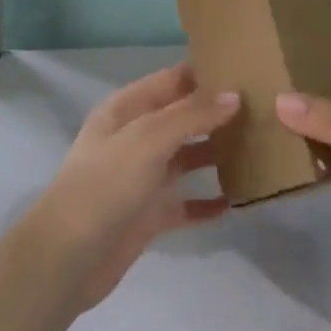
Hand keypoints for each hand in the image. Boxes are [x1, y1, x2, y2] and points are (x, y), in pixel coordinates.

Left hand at [31, 64, 237, 312]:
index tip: (248, 71)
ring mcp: (142, 177)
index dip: (206, 74)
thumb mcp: (148, 138)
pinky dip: (207, 202)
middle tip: (263, 109)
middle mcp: (136, 138)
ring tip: (259, 148)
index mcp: (127, 109)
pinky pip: (185, 203)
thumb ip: (192, 115)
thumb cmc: (105, 185)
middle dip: (217, 113)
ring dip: (216, 154)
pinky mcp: (149, 215)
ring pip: (187, 158)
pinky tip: (235, 201)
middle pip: (183, 117)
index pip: (173, 80)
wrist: (67, 258)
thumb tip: (234, 95)